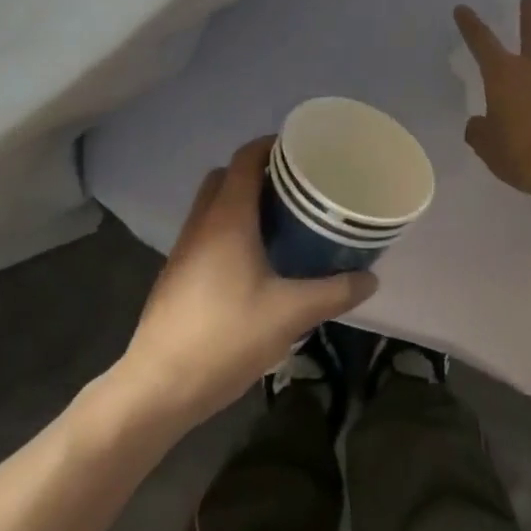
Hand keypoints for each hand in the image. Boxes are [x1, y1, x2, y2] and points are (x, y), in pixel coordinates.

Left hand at [115, 138, 376, 428]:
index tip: (303, 150)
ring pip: (214, 206)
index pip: (245, 158)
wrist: (160, 384)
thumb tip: (370, 279)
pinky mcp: (178, 273)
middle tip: (298, 189)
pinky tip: (257, 262)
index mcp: (227, 218)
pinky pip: (207, 232)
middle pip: (226, 177)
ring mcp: (185, 248)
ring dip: (243, 203)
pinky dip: (231, 230)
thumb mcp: (290, 314)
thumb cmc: (226, 337)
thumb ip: (334, 292)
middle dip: (259, 174)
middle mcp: (201, 223)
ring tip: (283, 223)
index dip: (272, 146)